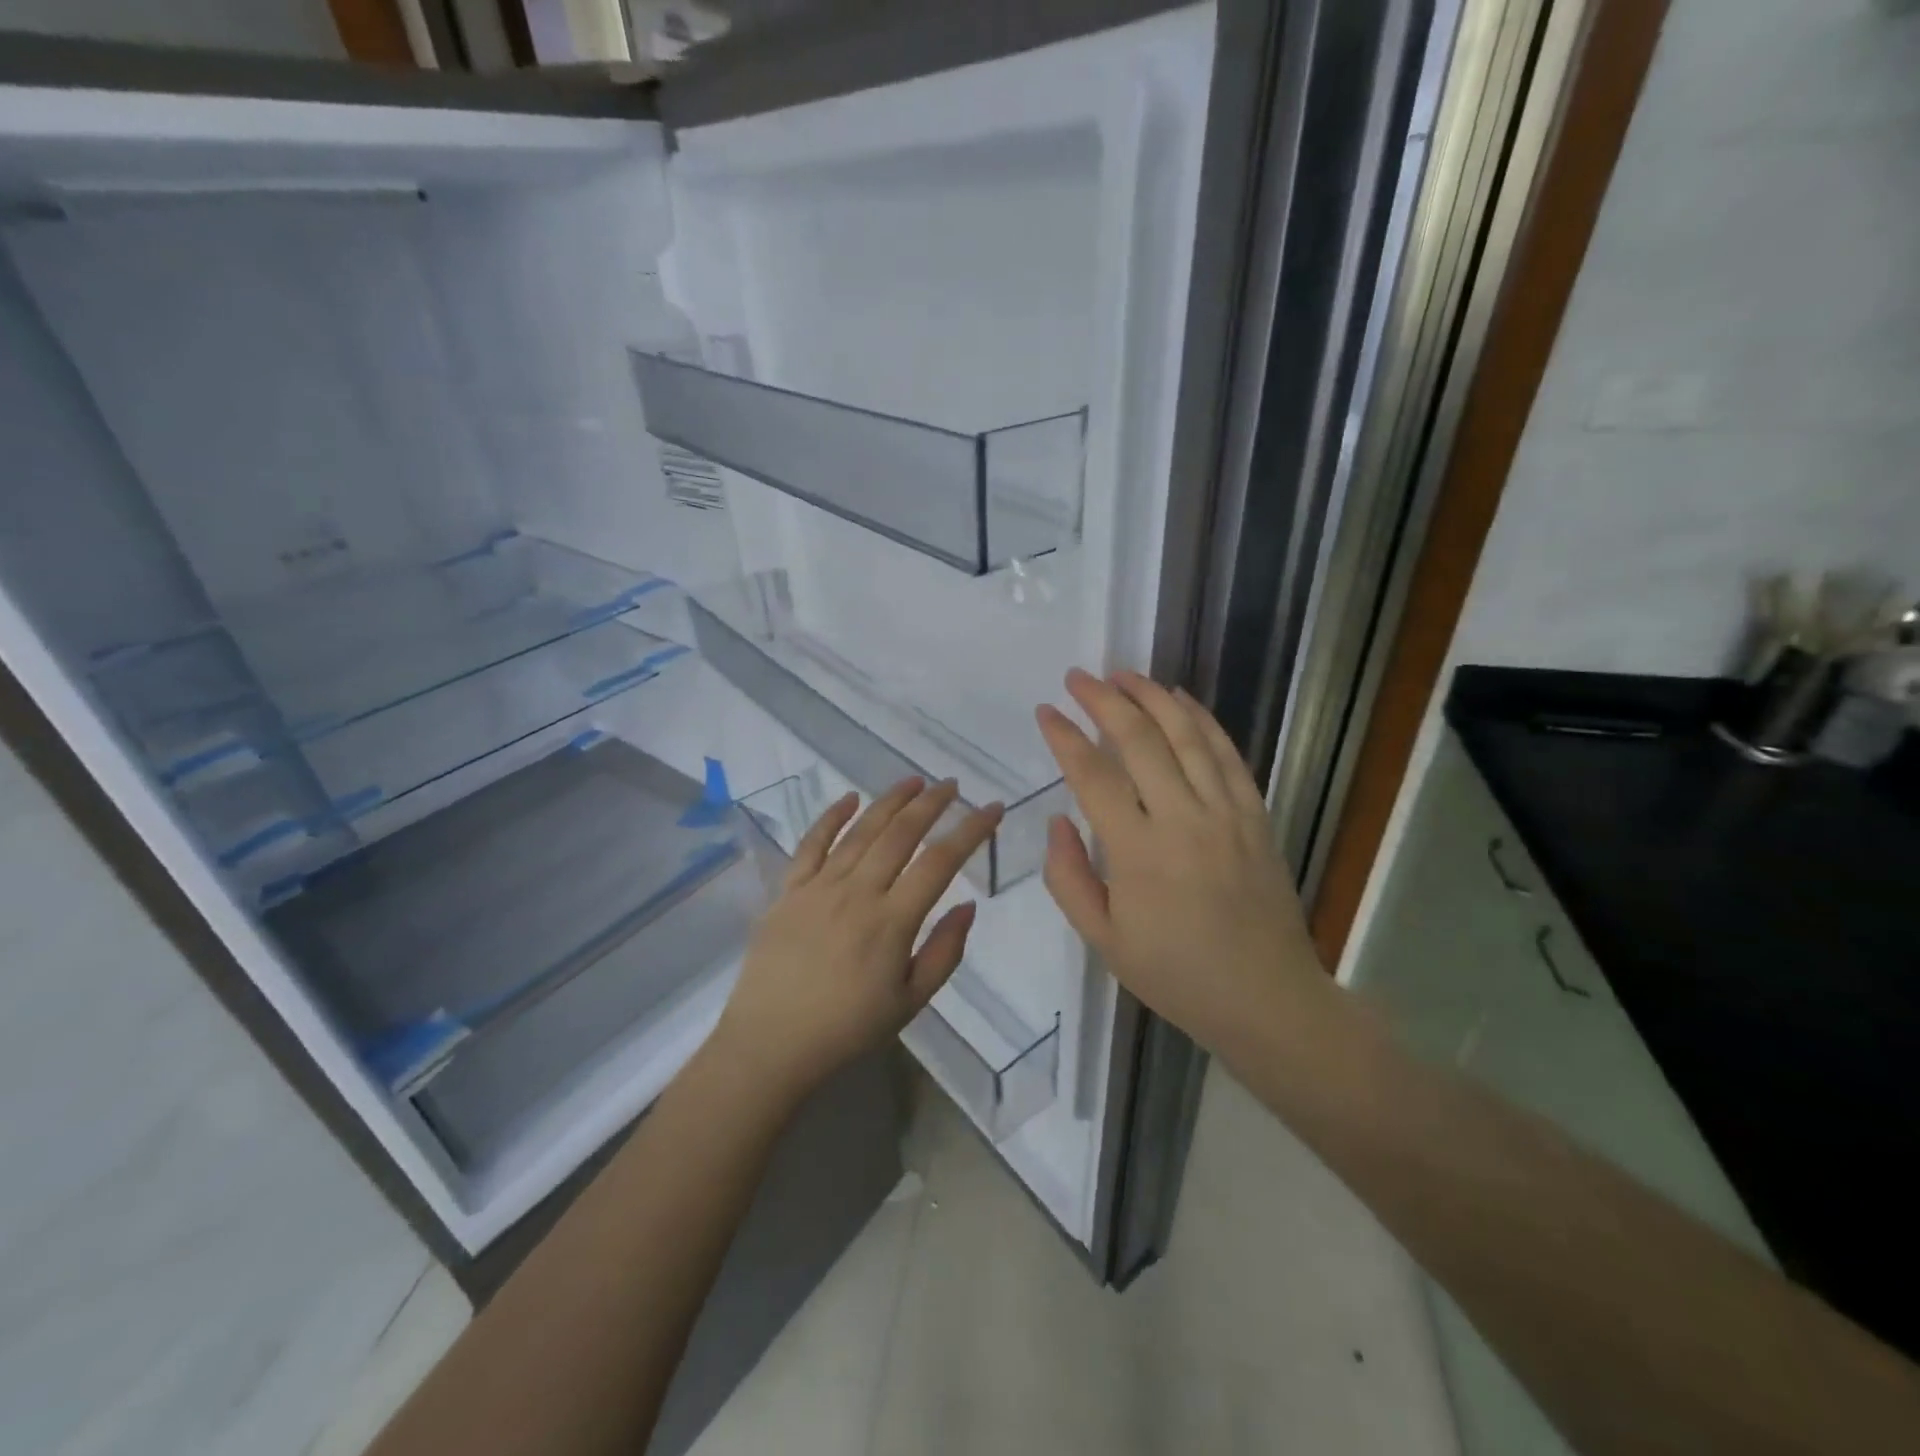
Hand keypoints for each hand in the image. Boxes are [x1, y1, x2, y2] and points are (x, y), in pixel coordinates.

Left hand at [716, 777, 1002, 1100]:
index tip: (992, 809)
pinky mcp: (788, 890)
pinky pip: (811, 843)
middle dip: (932, 804)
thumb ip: (944, 952)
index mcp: (892, 921)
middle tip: (952, 785)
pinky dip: (831, 817)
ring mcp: (819, 887)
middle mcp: (857, 892)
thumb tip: (968, 906)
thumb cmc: (847, 1029)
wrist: (770, 1044)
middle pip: (901, 834)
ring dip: (890, 801)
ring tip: (914, 781)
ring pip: (860, 831)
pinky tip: (850, 798)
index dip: (971, 830)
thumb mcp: (910, 1002)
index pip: (941, 862)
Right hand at [1036, 669, 1326, 1061]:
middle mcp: (1183, 820)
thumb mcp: (1104, 941)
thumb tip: (1058, 821)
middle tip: (1078, 677)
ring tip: (1124, 673)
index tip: (1046, 711)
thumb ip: (1069, 878)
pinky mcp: (1255, 815)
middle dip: (1104, 701)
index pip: (1093, 776)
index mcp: (1139, 853)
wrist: (1266, 999)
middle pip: (1139, 741)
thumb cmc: (1176, 975)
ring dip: (1152, 697)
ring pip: (1186, 736)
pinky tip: (1181, 700)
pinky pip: (1227, 754)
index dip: (1066, 738)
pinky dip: (1203, 720)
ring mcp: (1225, 812)